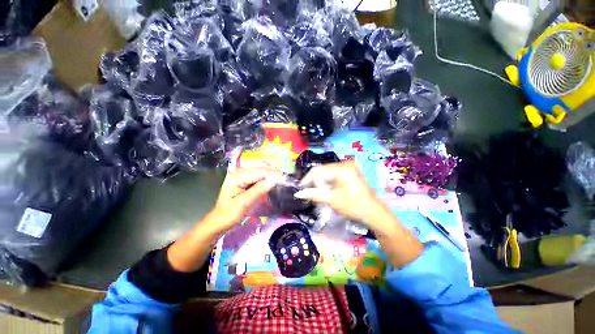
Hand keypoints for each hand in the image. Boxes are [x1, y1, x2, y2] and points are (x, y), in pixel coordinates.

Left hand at [209, 168, 282, 233]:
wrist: (219, 221)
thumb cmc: (228, 214)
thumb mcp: (243, 204)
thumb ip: (258, 191)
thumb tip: (274, 181)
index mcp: (237, 176)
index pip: (260, 172)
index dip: (274, 175)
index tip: (286, 180)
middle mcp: (239, 171)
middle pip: (261, 169)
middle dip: (275, 173)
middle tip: (286, 180)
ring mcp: (242, 175)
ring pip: (262, 171)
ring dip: (273, 175)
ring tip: (283, 180)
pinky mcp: (245, 179)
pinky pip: (260, 176)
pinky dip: (268, 178)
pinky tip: (274, 182)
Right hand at [295, 161, 385, 226]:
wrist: (373, 213)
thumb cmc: (354, 207)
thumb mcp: (332, 200)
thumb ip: (314, 194)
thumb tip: (298, 193)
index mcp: (342, 169)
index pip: (318, 170)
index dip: (307, 180)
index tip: (300, 189)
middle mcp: (345, 164)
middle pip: (322, 170)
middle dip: (314, 182)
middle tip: (309, 193)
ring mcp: (348, 167)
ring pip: (326, 172)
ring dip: (320, 182)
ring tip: (317, 193)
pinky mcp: (349, 172)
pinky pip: (333, 174)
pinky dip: (327, 182)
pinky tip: (325, 190)